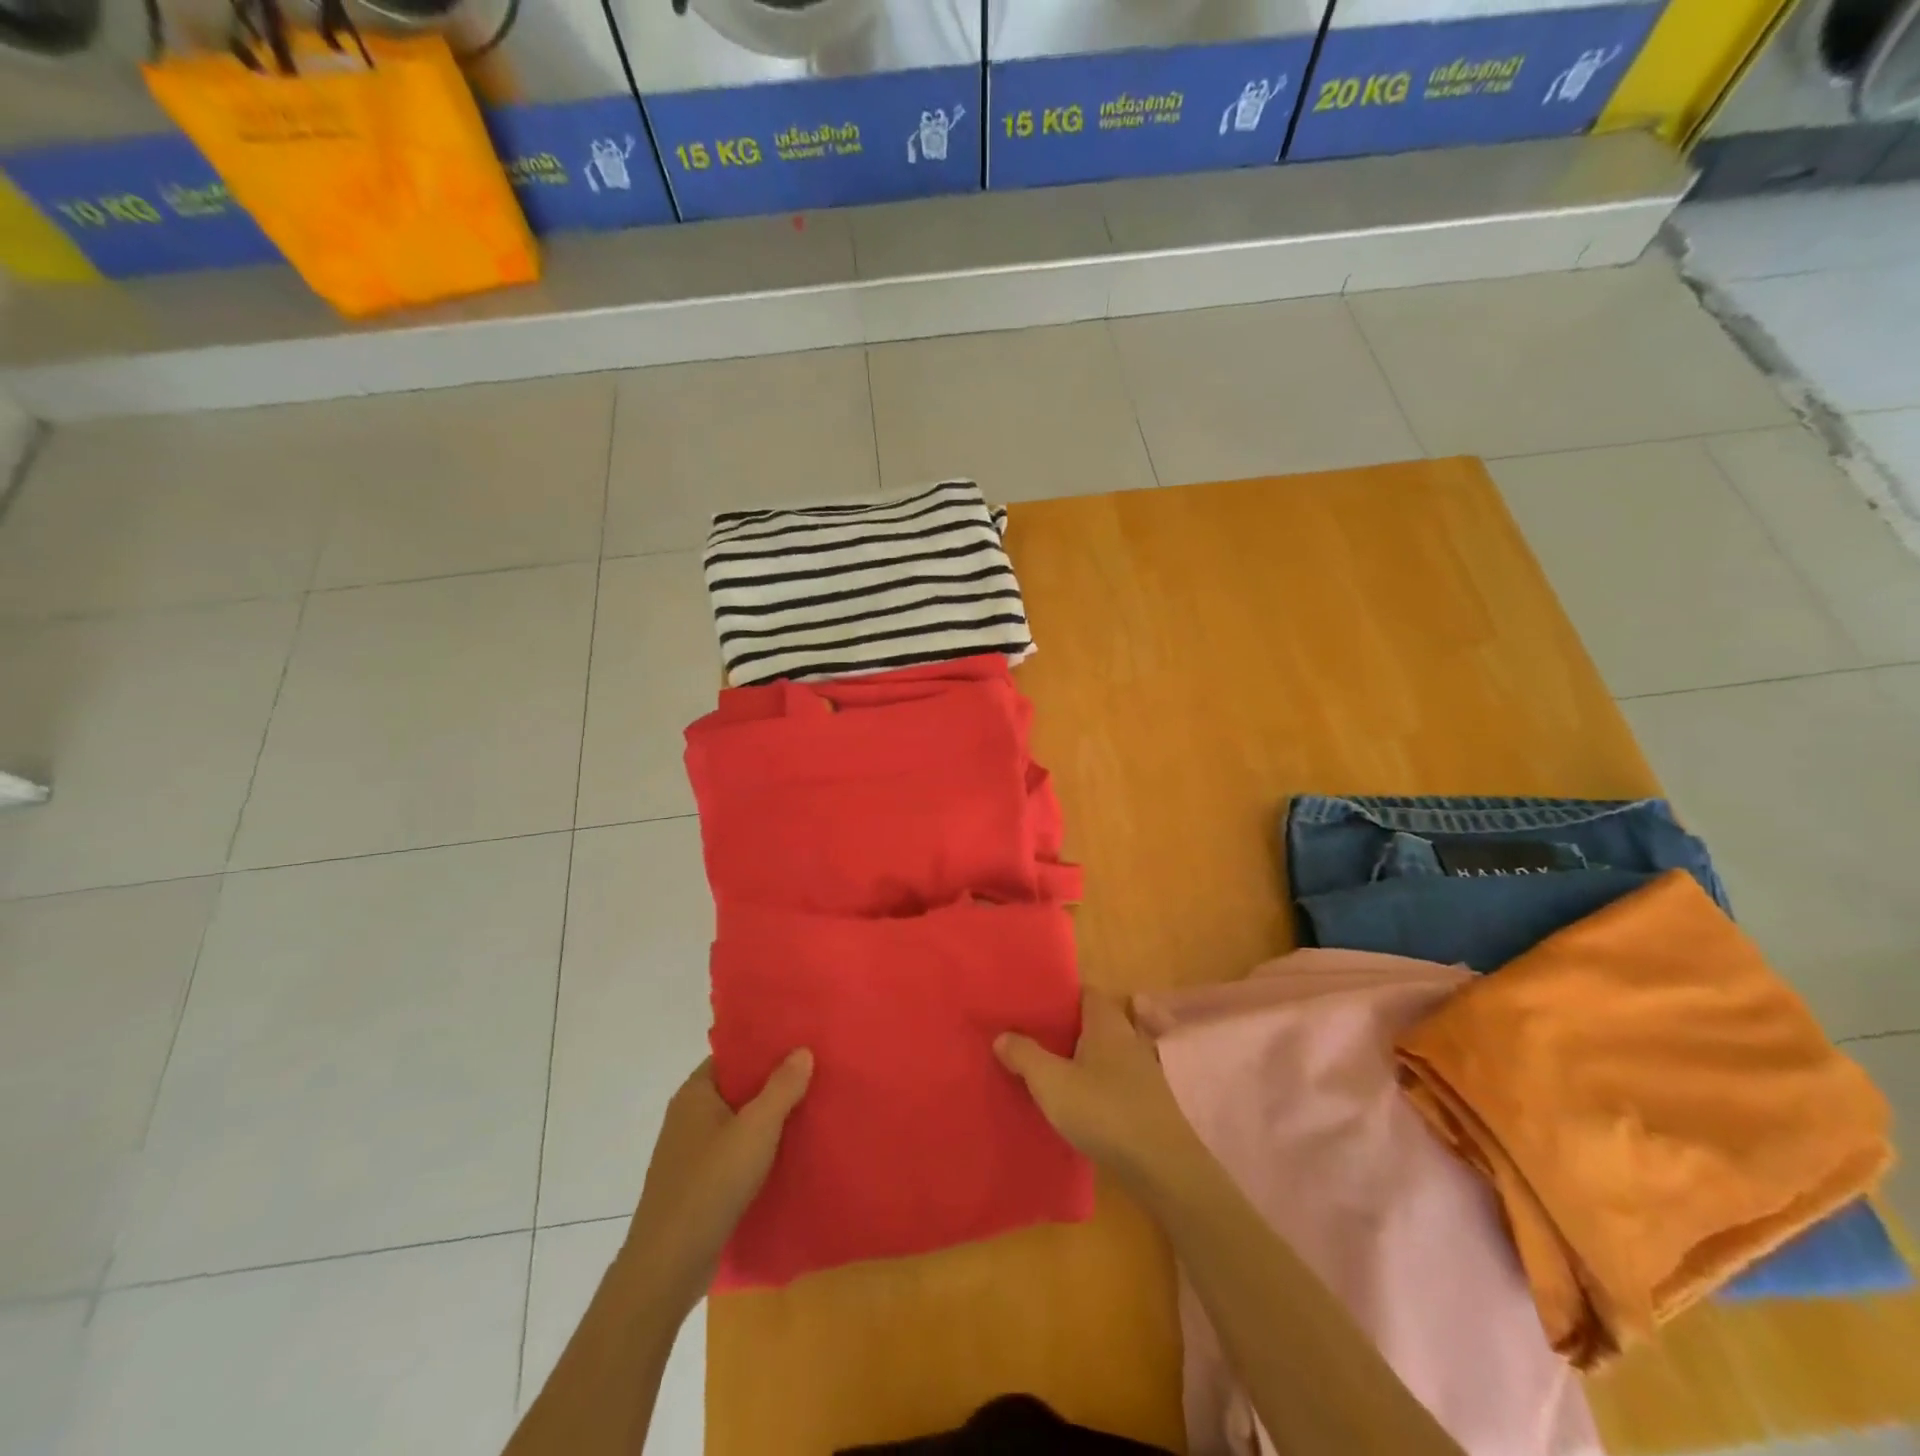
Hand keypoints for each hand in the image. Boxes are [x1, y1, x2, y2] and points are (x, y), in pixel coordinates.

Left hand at [623, 1052, 812, 1313]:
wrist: (668, 1266)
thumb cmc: (711, 1184)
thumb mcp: (756, 1129)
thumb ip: (782, 1087)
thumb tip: (802, 1050)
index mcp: (694, 1093)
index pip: (733, 1055)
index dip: (765, 1048)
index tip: (801, 1044)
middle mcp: (687, 1117)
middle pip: (737, 1088)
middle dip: (772, 1083)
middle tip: (814, 1075)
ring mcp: (689, 1153)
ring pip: (737, 1123)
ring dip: (767, 1119)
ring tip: (809, 1110)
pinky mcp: (696, 1185)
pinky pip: (733, 1153)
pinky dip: (757, 1149)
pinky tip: (786, 1154)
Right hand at [995, 991, 1206, 1200]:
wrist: (1162, 1167)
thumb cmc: (1105, 1112)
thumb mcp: (1052, 1083)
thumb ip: (1025, 1055)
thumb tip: (1002, 1035)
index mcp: (1107, 1023)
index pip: (1084, 992)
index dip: (1060, 994)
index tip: (1032, 1003)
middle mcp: (1127, 1038)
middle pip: (1092, 1022)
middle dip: (1064, 1028)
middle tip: (1029, 1036)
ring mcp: (1141, 1070)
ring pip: (1102, 1053)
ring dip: (1077, 1058)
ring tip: (1045, 1068)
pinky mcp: (1145, 1101)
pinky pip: (1111, 1079)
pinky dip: (1092, 1083)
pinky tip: (1073, 1101)